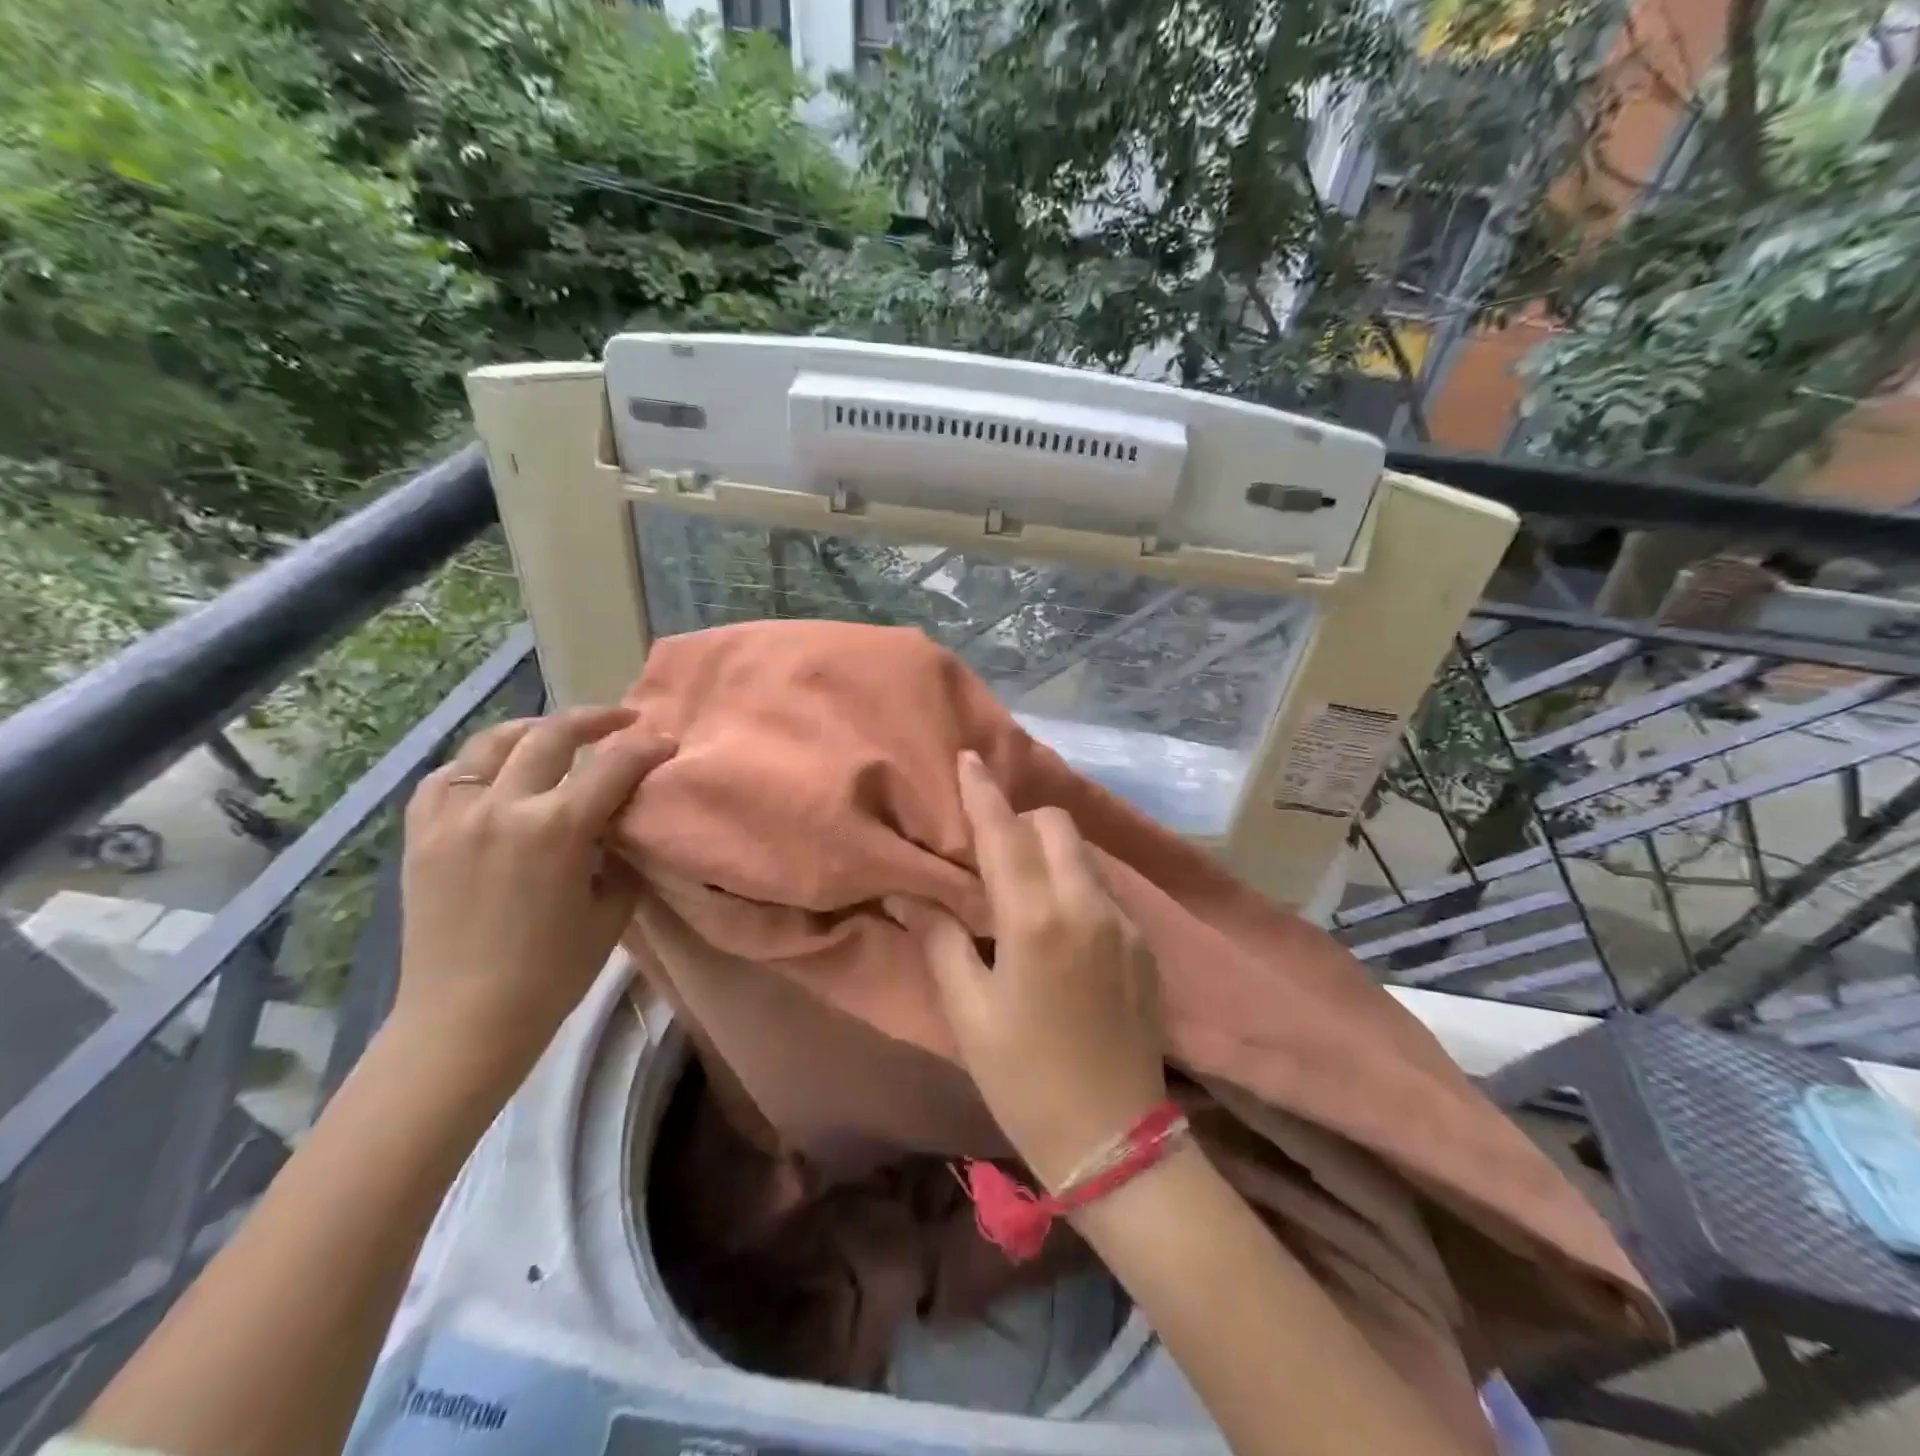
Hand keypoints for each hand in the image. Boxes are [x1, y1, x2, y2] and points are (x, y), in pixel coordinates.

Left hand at [394, 706, 674, 1085]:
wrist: (465, 1019)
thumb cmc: (553, 972)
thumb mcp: (612, 908)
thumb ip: (620, 852)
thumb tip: (622, 820)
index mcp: (558, 829)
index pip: (614, 766)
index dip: (647, 748)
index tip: (666, 742)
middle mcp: (503, 807)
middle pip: (552, 736)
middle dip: (595, 720)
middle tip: (623, 721)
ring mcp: (454, 816)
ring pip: (493, 743)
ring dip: (534, 730)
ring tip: (558, 734)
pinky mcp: (421, 834)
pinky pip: (447, 777)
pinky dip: (478, 764)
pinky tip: (496, 772)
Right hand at [895, 750, 1166, 1188]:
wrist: (1114, 1140)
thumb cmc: (1024, 1078)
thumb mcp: (968, 1013)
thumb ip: (941, 940)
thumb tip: (911, 895)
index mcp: (1037, 919)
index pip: (1005, 834)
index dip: (982, 792)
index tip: (968, 758)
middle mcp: (1087, 906)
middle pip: (1055, 826)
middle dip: (1021, 823)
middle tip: (990, 852)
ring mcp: (1124, 923)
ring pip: (1083, 856)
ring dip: (1050, 854)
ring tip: (1023, 889)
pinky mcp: (1143, 945)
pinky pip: (1102, 890)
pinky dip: (1075, 886)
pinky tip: (1060, 928)